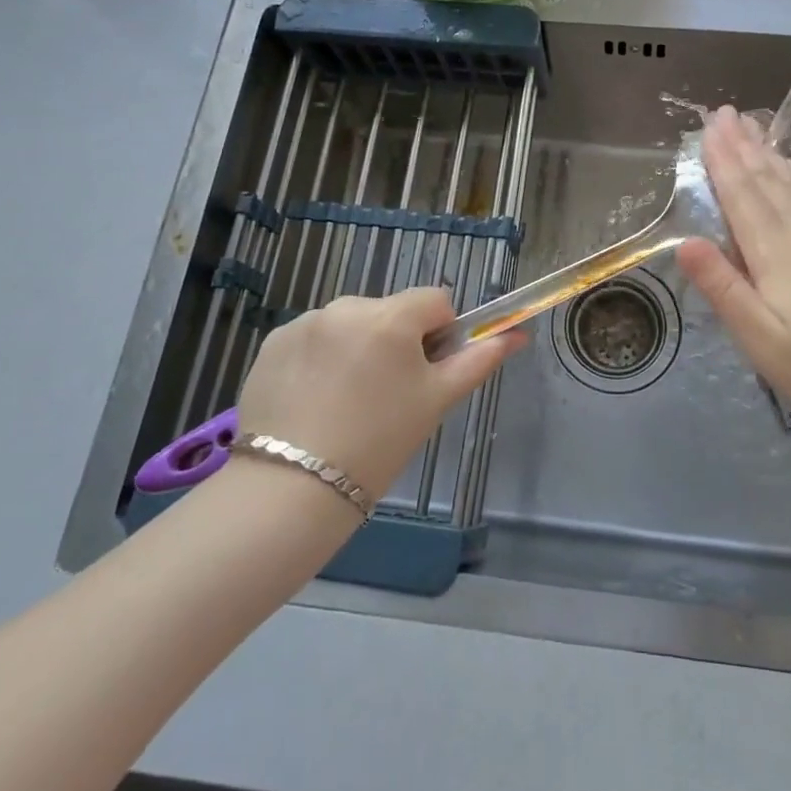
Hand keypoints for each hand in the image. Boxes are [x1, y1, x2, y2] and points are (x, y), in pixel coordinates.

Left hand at [235, 289, 523, 497]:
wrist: (291, 489)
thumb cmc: (379, 443)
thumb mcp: (436, 401)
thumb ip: (479, 360)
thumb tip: (518, 334)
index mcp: (391, 316)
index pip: (435, 300)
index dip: (439, 333)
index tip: (425, 373)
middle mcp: (346, 306)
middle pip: (391, 311)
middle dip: (396, 341)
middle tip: (387, 395)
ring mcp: (305, 322)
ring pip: (351, 324)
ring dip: (358, 347)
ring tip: (346, 402)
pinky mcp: (273, 343)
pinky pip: (313, 338)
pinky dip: (320, 358)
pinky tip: (314, 400)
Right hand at [676, 105, 790, 434]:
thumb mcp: (762, 340)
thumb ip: (724, 288)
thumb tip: (685, 241)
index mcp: (776, 254)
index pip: (742, 196)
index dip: (722, 161)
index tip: (708, 127)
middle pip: (767, 182)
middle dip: (742, 146)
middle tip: (724, 113)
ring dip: (768, 155)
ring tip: (752, 128)